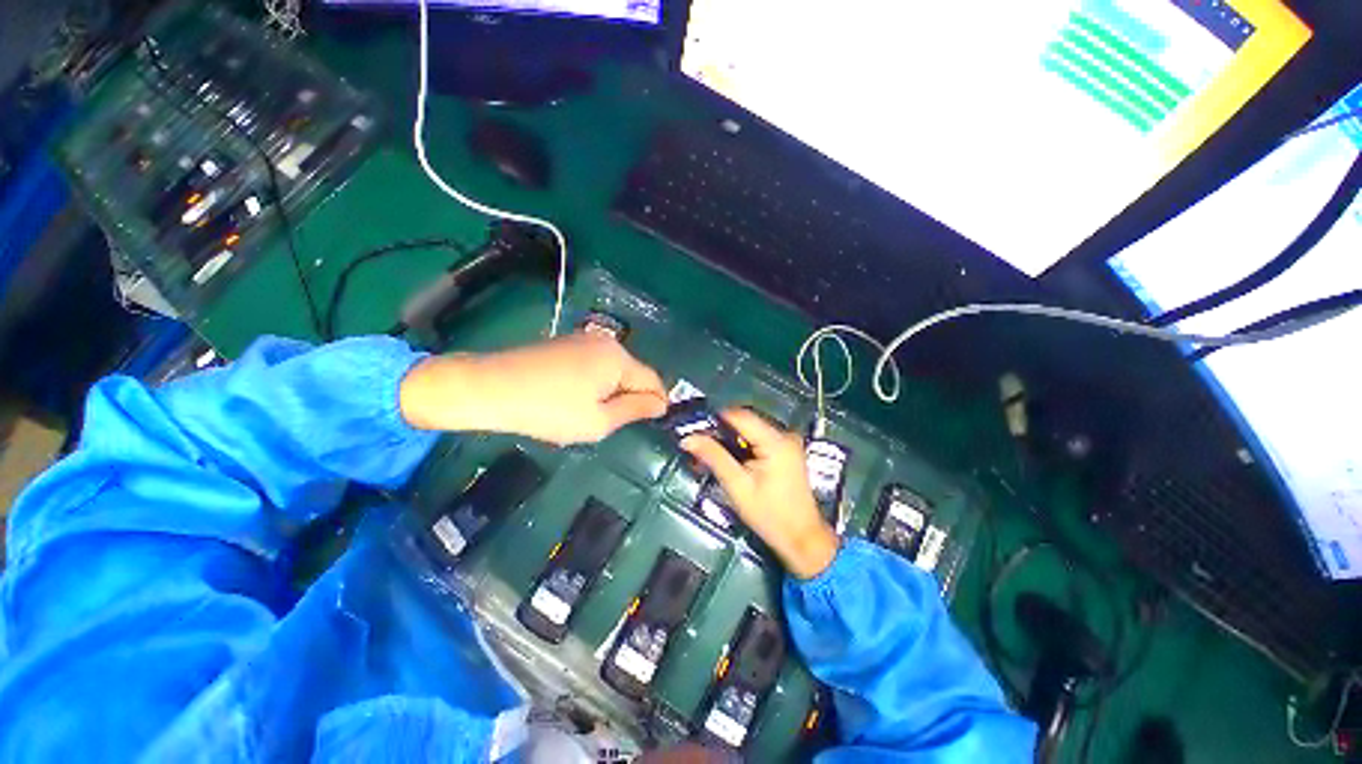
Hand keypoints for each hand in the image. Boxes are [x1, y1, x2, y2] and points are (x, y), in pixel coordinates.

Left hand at [399, 333, 668, 444]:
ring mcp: (584, 340)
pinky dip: (594, 384)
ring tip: (587, 414)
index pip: (654, 381)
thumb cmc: (549, 410)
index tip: (648, 425)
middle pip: (634, 374)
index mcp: (619, 358)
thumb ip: (636, 410)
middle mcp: (607, 343)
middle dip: (630, 398)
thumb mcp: (599, 421)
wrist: (490, 388)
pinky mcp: (566, 344)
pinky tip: (571, 399)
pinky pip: (595, 366)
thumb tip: (661, 404)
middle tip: (609, 423)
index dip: (656, 404)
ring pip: (614, 371)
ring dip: (611, 392)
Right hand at [681, 409, 838, 578]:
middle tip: (700, 443)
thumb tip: (690, 439)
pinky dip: (742, 446)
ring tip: (711, 453)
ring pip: (750, 430)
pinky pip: (758, 439)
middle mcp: (785, 435)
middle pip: (745, 421)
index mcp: (776, 441)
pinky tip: (730, 459)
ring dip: (730, 439)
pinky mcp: (786, 451)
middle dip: (721, 430)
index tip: (696, 427)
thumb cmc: (771, 516)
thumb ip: (714, 457)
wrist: (801, 538)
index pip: (740, 415)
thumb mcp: (737, 486)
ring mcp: (787, 443)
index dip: (715, 418)